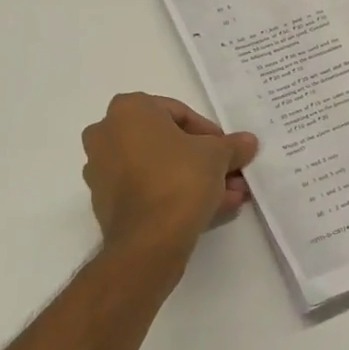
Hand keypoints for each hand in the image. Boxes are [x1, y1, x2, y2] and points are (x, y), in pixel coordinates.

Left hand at [82, 94, 259, 257]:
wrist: (149, 239)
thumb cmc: (180, 178)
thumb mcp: (218, 155)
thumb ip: (233, 144)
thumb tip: (247, 141)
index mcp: (128, 110)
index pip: (179, 113)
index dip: (210, 133)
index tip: (228, 151)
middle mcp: (106, 133)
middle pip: (167, 143)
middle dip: (204, 160)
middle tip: (232, 175)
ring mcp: (101, 169)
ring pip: (158, 168)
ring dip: (194, 179)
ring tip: (228, 197)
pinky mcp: (104, 202)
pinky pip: (146, 189)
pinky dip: (173, 195)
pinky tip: (208, 209)